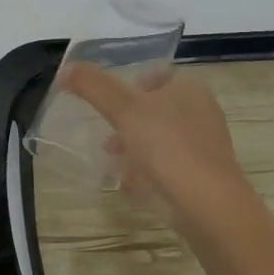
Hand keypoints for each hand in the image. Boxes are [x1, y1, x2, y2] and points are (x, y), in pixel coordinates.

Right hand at [61, 63, 254, 231]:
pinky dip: (147, 172)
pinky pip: (167, 167)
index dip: (129, 85)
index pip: (156, 75)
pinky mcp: (201, 177)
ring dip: (133, 148)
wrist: (207, 205)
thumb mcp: (123, 109)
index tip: (108, 104)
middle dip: (126, 122)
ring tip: (112, 162)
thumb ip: (93, 86)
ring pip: (159, 139)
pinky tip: (130, 184)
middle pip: (154, 109)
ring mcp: (203, 146)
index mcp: (189, 88)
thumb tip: (65, 69)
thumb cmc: (167, 146)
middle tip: (106, 137)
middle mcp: (201, 112)